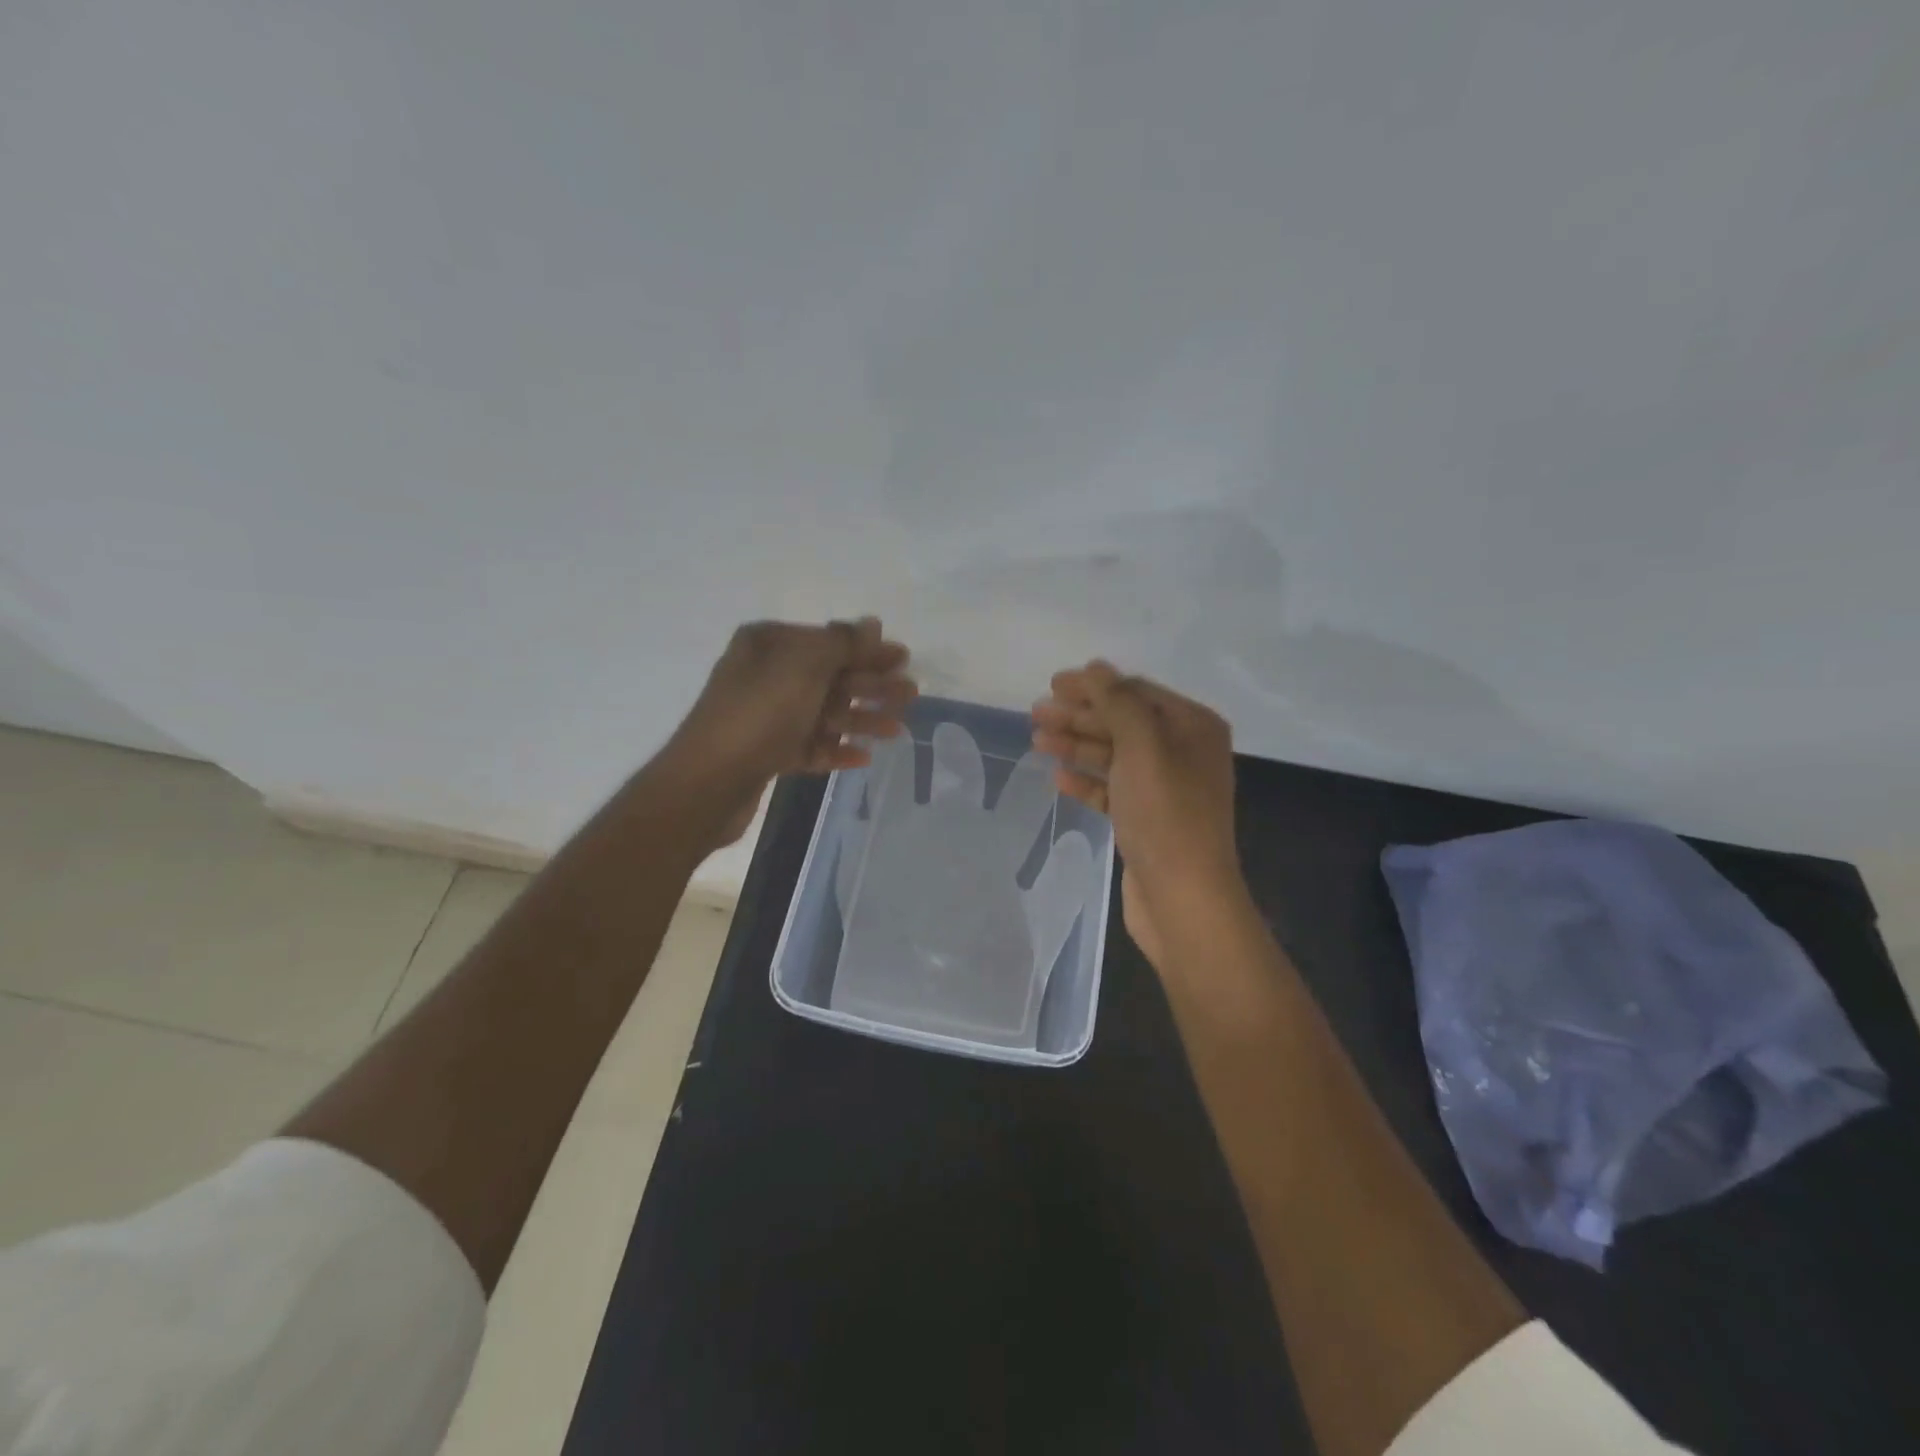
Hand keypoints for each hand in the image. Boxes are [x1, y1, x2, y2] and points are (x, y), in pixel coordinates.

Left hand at [668, 618, 915, 845]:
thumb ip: (842, 643)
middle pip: (830, 676)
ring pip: (824, 712)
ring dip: (861, 718)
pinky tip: (864, 756)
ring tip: (897, 730)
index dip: (867, 649)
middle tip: (910, 695)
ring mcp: (765, 716)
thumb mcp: (805, 666)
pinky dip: (836, 748)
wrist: (708, 782)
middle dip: (871, 685)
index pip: (827, 640)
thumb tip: (872, 622)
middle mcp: (765, 674)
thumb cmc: (759, 714)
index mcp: (768, 644)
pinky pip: (810, 745)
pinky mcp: (767, 753)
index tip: (904, 659)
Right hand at [1032, 662, 1244, 968]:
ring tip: (1037, 741)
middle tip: (1036, 713)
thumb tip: (1096, 667)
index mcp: (1194, 727)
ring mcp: (1166, 788)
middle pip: (1123, 722)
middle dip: (1080, 716)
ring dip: (1077, 746)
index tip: (1052, 684)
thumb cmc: (1165, 814)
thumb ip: (1117, 702)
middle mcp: (1184, 753)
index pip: (1137, 692)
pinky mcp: (1148, 820)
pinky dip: (1087, 781)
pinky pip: (1113, 789)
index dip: (1094, 686)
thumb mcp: (1142, 746)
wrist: (1183, 898)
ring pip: (1114, 756)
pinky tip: (1057, 778)